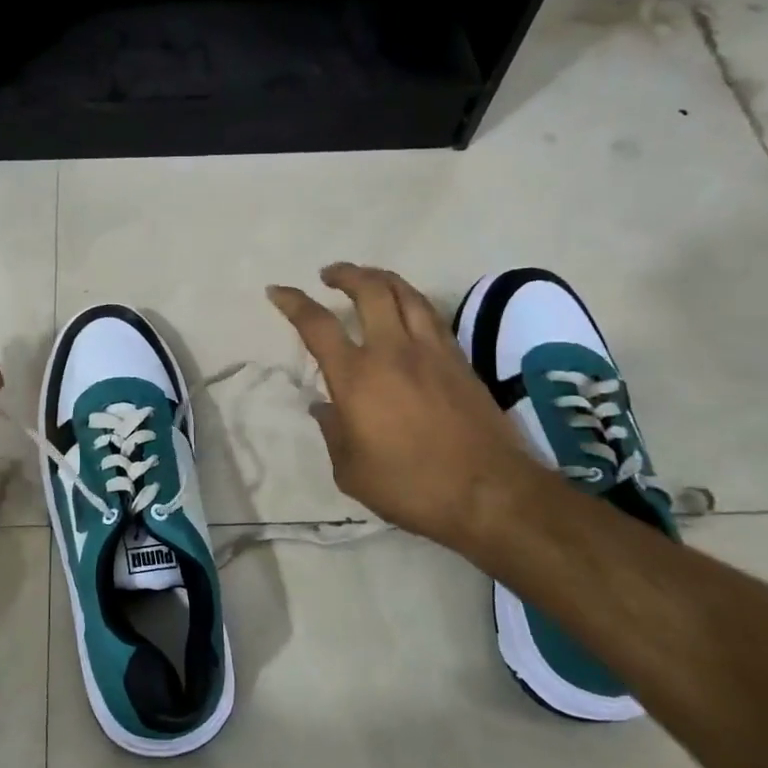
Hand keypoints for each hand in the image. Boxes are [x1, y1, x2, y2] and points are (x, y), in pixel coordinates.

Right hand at [267, 263, 545, 549]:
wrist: (490, 493)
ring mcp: (432, 351)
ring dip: (380, 278)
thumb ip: (333, 432)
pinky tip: (406, 309)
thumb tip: (324, 407)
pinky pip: (430, 314)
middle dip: (345, 273)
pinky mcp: (460, 360)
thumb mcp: (351, 471)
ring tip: (367, 278)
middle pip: (369, 290)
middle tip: (329, 274)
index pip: (317, 325)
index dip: (293, 302)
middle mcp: (392, 351)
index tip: (277, 290)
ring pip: (406, 293)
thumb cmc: (411, 487)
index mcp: (356, 378)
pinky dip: (410, 300)